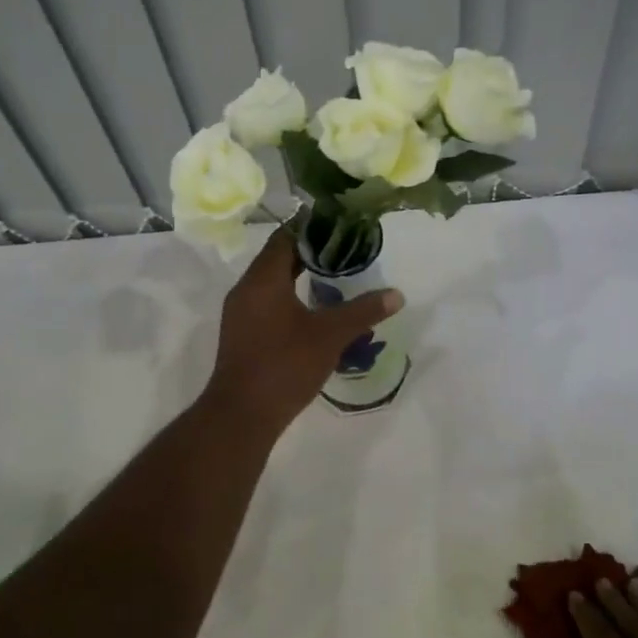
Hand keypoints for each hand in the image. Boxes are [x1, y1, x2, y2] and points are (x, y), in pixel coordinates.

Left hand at [203, 229, 401, 432]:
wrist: (241, 415)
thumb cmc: (284, 366)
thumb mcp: (330, 336)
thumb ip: (364, 311)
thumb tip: (397, 295)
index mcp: (263, 279)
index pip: (286, 236)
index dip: (312, 226)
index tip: (340, 222)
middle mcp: (246, 288)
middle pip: (278, 256)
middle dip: (311, 250)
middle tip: (345, 247)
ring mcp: (241, 312)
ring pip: (272, 280)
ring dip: (300, 273)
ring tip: (335, 273)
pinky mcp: (242, 332)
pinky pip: (267, 300)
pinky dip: (290, 294)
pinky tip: (314, 307)